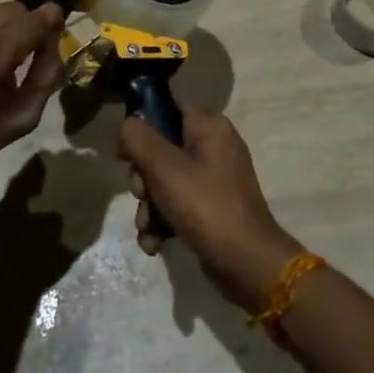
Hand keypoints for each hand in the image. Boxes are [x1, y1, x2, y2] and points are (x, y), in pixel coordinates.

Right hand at [117, 106, 303, 308]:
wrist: (246, 263)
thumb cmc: (205, 205)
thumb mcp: (164, 168)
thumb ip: (138, 139)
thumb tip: (126, 126)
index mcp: (210, 126)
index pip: (170, 108)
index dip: (143, 126)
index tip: (126, 151)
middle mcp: (214, 147)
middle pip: (162, 149)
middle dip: (143, 178)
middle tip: (141, 194)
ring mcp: (214, 180)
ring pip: (165, 182)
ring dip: (149, 206)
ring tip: (147, 228)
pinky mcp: (211, 209)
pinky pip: (177, 206)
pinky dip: (163, 223)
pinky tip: (155, 243)